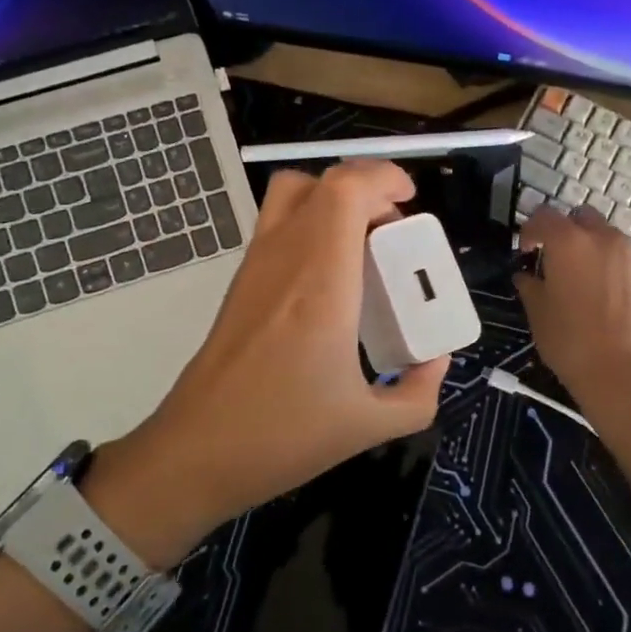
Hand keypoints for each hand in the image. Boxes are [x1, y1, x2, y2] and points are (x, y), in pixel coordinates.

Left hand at [83, 160, 448, 567]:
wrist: (194, 453)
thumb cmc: (282, 437)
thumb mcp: (369, 426)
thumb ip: (419, 392)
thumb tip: (436, 360)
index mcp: (322, 283)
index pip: (345, 190)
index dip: (382, 177)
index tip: (410, 203)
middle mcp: (285, 259)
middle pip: (321, 182)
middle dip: (366, 188)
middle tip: (394, 229)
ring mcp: (256, 266)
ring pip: (291, 195)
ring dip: (334, 201)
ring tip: (364, 244)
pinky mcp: (240, 282)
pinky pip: (278, 224)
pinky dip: (311, 223)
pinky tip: (331, 277)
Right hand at [514, 205, 630, 404]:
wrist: (624, 375)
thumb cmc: (570, 342)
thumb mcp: (537, 314)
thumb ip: (530, 286)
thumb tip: (527, 276)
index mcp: (569, 242)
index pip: (543, 216)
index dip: (530, 230)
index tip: (527, 252)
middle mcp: (605, 239)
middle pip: (583, 217)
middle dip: (568, 231)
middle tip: (559, 261)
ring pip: (611, 239)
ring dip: (596, 251)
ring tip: (590, 283)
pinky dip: (619, 272)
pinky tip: (614, 302)